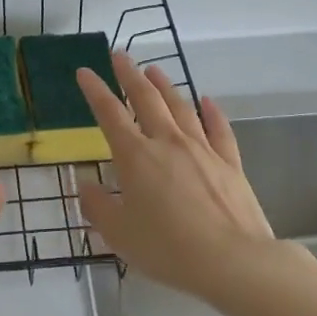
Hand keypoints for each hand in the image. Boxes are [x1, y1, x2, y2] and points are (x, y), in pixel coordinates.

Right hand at [76, 54, 273, 300]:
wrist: (232, 260)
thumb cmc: (167, 248)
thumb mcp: (118, 233)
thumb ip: (97, 206)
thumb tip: (85, 185)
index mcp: (135, 156)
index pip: (110, 114)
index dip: (95, 90)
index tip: (84, 71)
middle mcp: (168, 142)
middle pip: (146, 99)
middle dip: (130, 75)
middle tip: (120, 55)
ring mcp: (203, 149)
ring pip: (181, 107)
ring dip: (166, 85)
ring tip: (154, 69)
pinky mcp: (230, 163)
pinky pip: (219, 128)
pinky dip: (211, 111)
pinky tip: (207, 100)